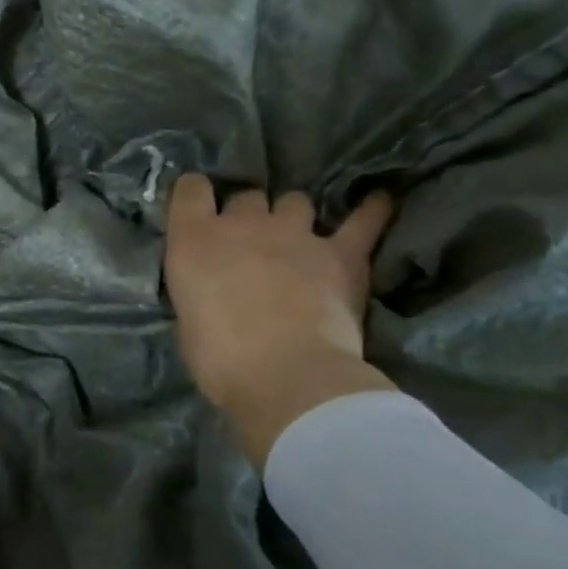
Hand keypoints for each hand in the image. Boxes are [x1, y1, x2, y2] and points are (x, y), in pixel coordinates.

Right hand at [165, 176, 395, 468]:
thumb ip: (198, 293)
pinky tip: (380, 202)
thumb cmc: (222, 361)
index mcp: (195, 240)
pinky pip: (363, 222)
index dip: (194, 195)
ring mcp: (294, 234)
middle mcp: (243, 224)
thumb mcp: (187, 324)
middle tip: (251, 244)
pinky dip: (371, 212)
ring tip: (298, 239)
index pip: (190, 188)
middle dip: (248, 215)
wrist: (289, 380)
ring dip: (292, 217)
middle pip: (246, 197)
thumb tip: (210, 292)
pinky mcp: (340, 254)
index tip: (198, 210)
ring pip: (295, 201)